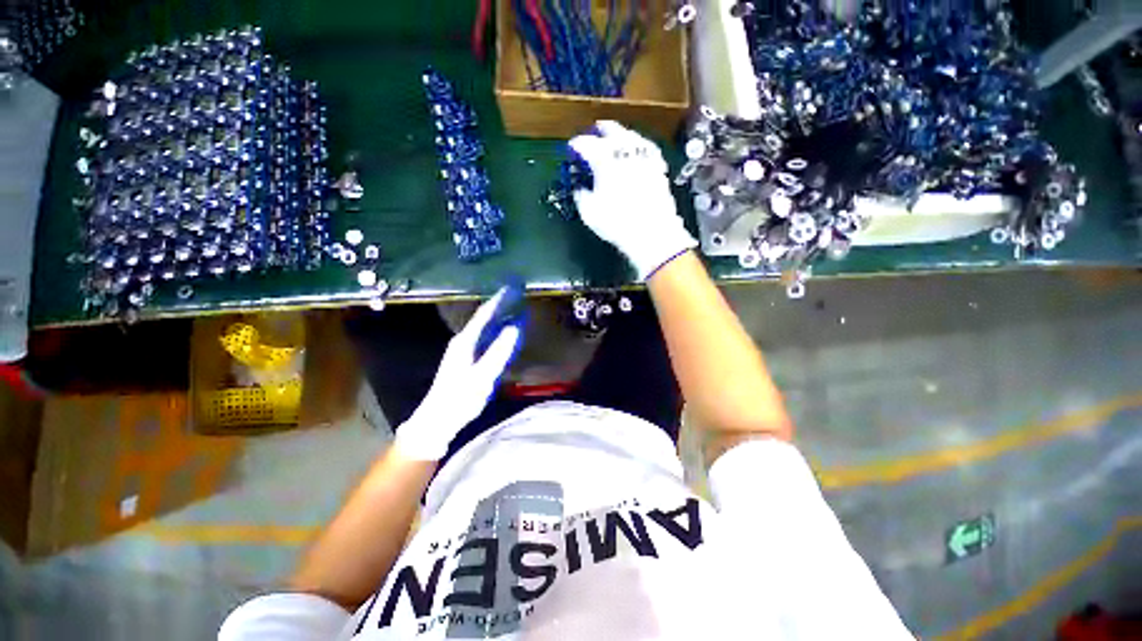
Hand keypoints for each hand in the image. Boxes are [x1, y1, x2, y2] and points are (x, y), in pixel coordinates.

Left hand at [394, 288, 522, 460]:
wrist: (438, 419)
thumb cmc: (460, 398)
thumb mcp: (482, 376)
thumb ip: (499, 351)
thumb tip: (515, 327)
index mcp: (466, 341)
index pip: (486, 314)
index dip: (501, 299)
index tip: (514, 286)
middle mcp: (464, 340)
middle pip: (486, 316)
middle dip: (503, 303)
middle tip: (519, 291)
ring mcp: (465, 349)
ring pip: (486, 326)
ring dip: (501, 314)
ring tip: (516, 306)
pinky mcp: (468, 357)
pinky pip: (486, 336)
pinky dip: (498, 329)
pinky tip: (505, 329)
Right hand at [569, 120, 696, 279]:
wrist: (652, 234)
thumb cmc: (617, 224)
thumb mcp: (590, 213)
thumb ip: (581, 195)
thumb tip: (580, 187)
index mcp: (605, 160)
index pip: (586, 144)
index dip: (577, 145)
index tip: (572, 148)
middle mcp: (626, 153)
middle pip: (612, 131)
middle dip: (600, 131)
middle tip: (593, 134)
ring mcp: (645, 158)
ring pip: (632, 136)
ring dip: (621, 134)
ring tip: (615, 138)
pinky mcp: (659, 168)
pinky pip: (649, 149)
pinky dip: (640, 146)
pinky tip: (639, 150)